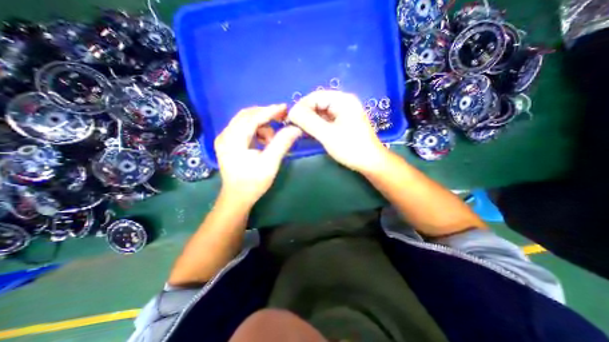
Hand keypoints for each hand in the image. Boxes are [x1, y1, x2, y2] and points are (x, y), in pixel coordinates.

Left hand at [213, 104, 301, 205]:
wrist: (237, 197)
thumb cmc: (253, 182)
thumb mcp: (270, 163)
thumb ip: (282, 143)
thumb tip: (295, 128)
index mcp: (233, 140)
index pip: (252, 118)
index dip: (270, 111)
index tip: (285, 107)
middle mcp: (225, 135)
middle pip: (247, 115)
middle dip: (266, 114)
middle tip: (282, 117)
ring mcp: (225, 138)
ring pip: (245, 121)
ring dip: (262, 124)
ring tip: (272, 138)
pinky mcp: (228, 142)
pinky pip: (244, 128)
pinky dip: (256, 130)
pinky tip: (264, 141)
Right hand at [287, 90, 389, 172]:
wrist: (370, 162)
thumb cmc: (351, 148)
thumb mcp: (327, 134)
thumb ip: (308, 121)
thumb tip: (291, 112)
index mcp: (342, 100)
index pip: (315, 96)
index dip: (301, 106)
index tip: (290, 119)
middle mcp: (343, 103)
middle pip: (318, 103)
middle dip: (305, 114)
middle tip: (294, 126)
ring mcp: (343, 113)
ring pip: (321, 113)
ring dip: (310, 120)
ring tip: (300, 130)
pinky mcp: (343, 123)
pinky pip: (326, 120)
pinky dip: (317, 125)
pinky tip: (310, 132)